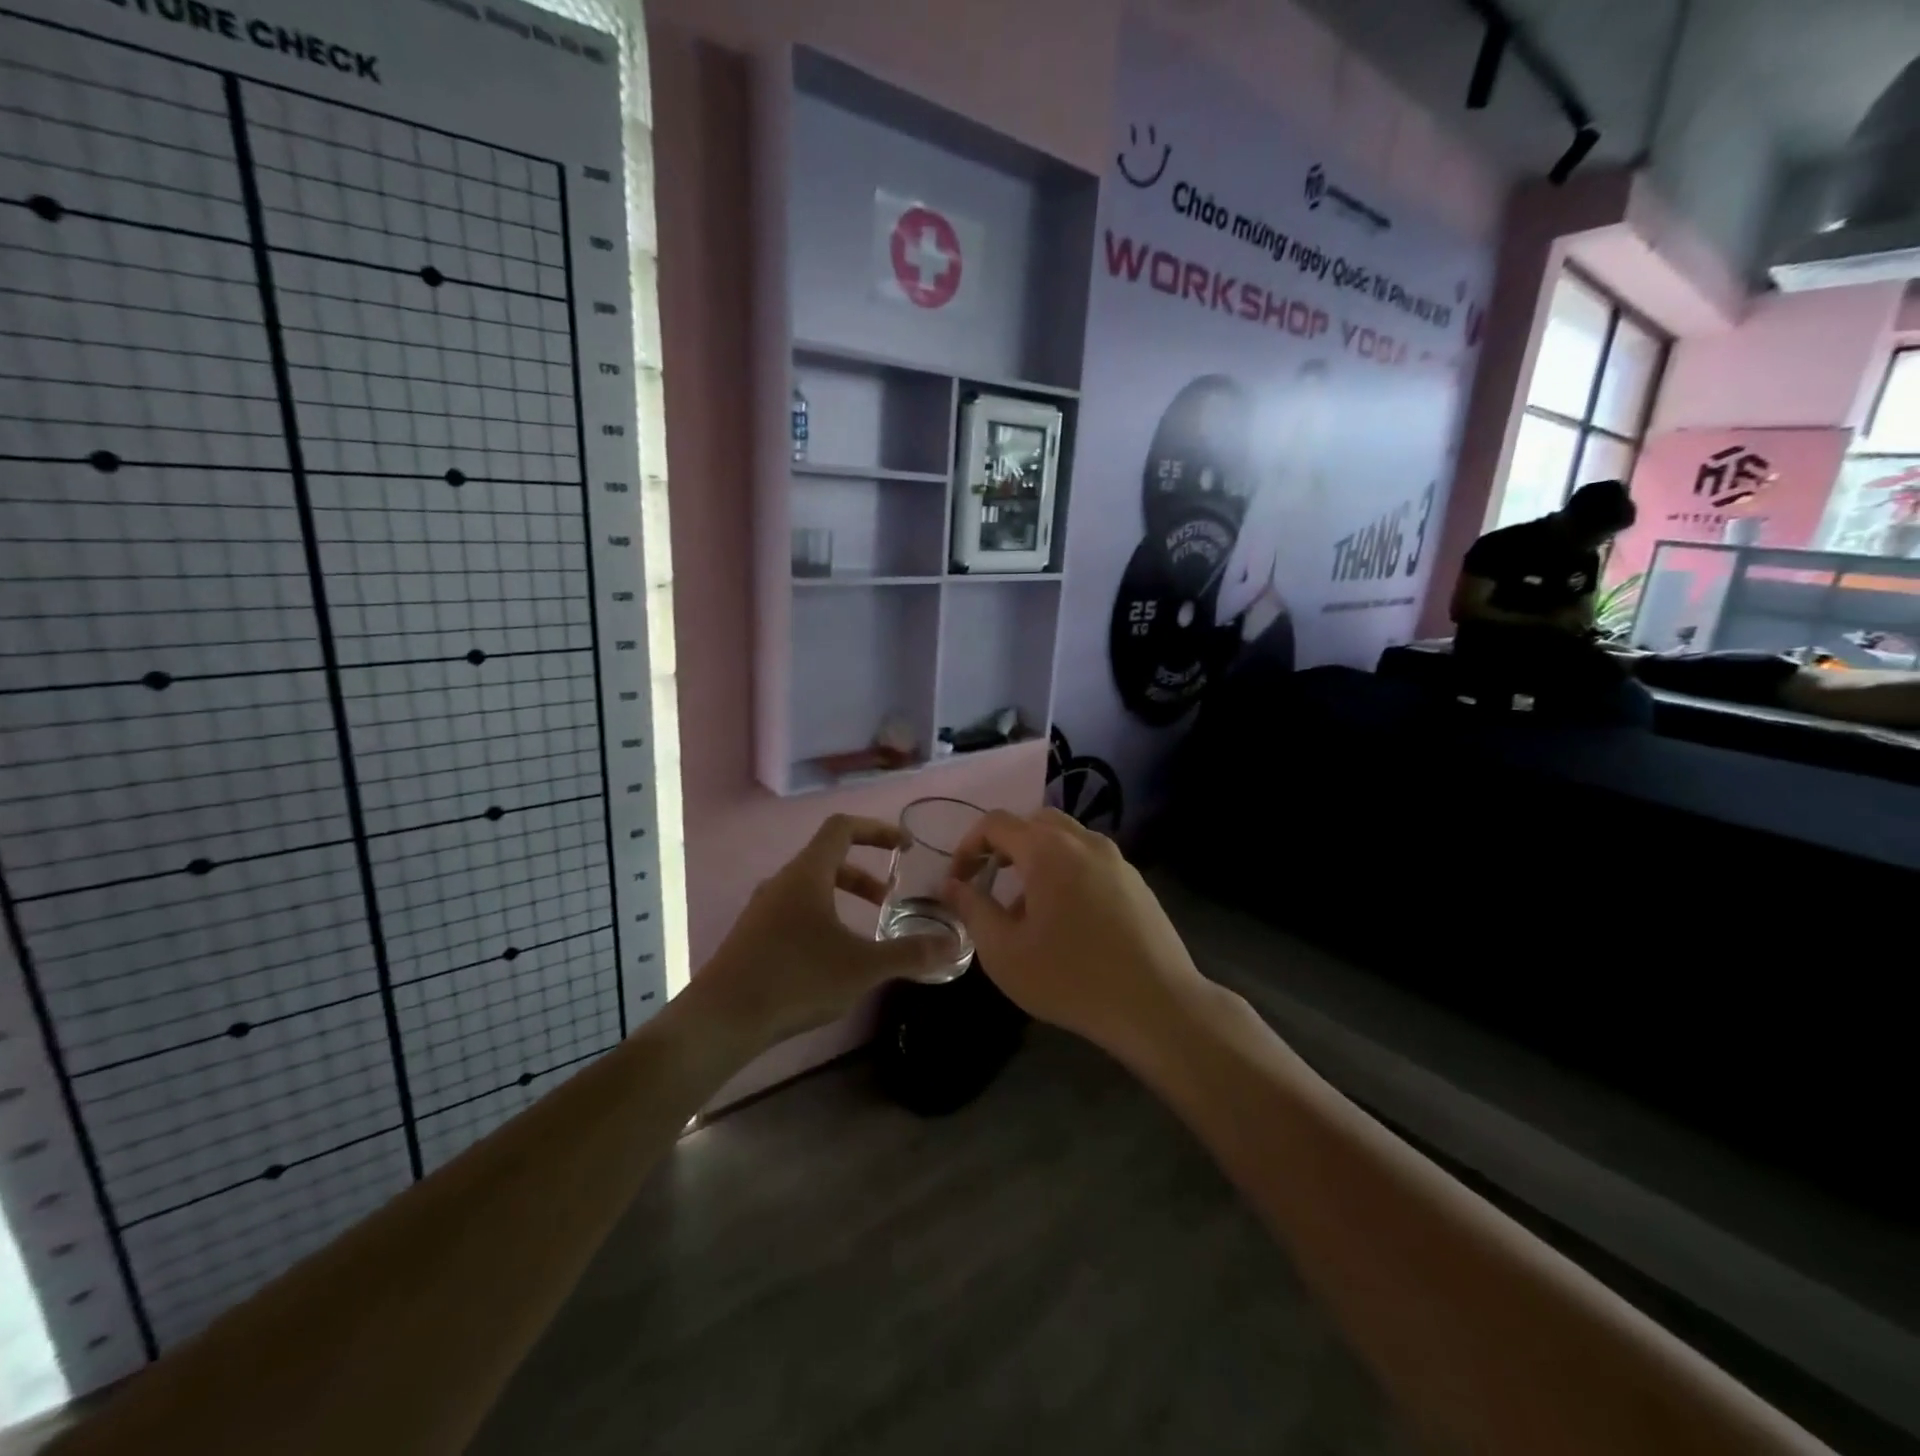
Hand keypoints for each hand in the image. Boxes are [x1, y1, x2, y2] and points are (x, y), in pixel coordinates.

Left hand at [696, 815, 947, 1049]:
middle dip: (864, 874)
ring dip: (843, 898)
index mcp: (807, 874)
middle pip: (828, 858)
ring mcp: (762, 909)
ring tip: (865, 931)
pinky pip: (795, 911)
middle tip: (888, 898)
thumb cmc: (795, 979)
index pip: (843, 827)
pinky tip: (831, 959)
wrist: (720, 1020)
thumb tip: (954, 945)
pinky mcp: (751, 936)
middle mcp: (782, 882)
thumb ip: (909, 953)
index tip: (903, 846)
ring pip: (810, 888)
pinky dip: (822, 918)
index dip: (877, 830)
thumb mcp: (862, 967)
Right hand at [939, 809, 1204, 1054]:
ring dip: (1037, 860)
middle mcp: (1084, 841)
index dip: (968, 845)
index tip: (959, 880)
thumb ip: (973, 909)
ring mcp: (1116, 859)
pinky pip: (1090, 861)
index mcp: (1048, 850)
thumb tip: (951, 885)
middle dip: (1005, 846)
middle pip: (1034, 822)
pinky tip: (1067, 921)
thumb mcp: (1005, 952)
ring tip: (1027, 909)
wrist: (1156, 1005)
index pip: (996, 823)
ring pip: (1066, 840)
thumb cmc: (1070, 978)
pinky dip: (1067, 872)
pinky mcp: (1136, 882)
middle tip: (990, 882)